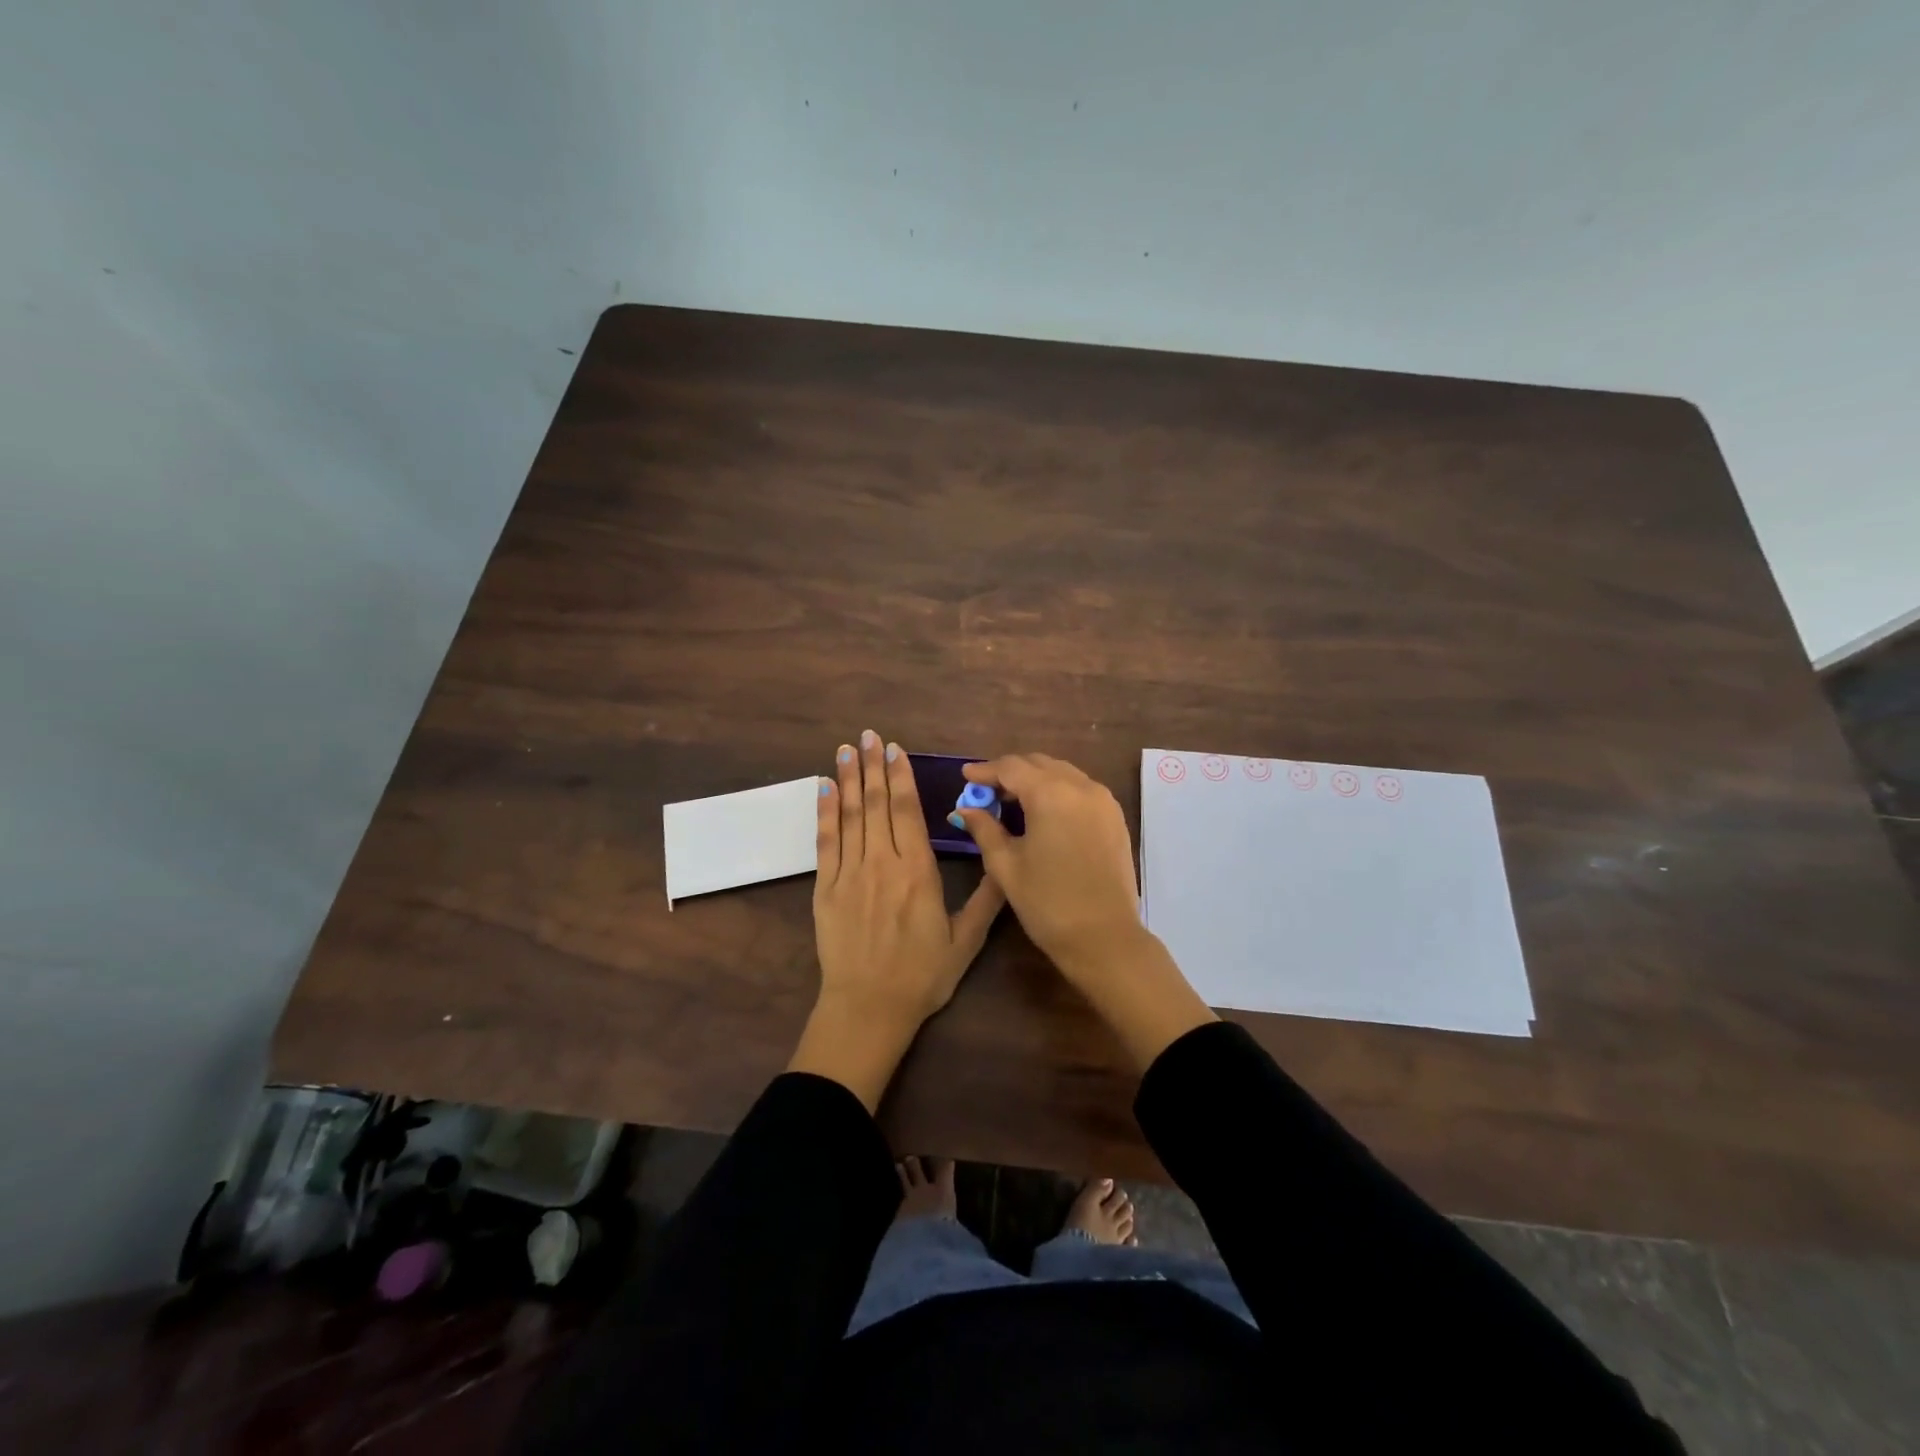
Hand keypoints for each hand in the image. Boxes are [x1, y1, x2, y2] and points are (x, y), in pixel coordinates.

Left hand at [789, 730, 1004, 1109]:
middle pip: (875, 805)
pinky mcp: (826, 889)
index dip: (900, 777)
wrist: (868, 1009)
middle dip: (873, 767)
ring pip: (849, 816)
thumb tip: (1006, 863)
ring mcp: (850, 874)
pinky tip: (823, 789)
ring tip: (847, 749)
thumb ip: (986, 900)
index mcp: (917, 872)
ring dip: (847, 779)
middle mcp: (882, 864)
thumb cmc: (921, 976)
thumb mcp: (965, 942)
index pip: (907, 812)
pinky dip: (824, 813)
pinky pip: (826, 842)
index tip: (895, 750)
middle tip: (869, 735)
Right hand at [954, 754, 1144, 981]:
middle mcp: (1081, 786)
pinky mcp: (1115, 817)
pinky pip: (1081, 789)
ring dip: (1035, 780)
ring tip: (1012, 801)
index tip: (965, 777)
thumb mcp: (1006, 865)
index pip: (1011, 767)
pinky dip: (1058, 791)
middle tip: (986, 792)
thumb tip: (964, 809)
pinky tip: (1043, 813)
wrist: (1104, 938)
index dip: (985, 771)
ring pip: (1062, 773)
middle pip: (1038, 764)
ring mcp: (1103, 800)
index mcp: (1050, 793)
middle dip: (1010, 773)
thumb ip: (984, 829)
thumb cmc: (1047, 903)